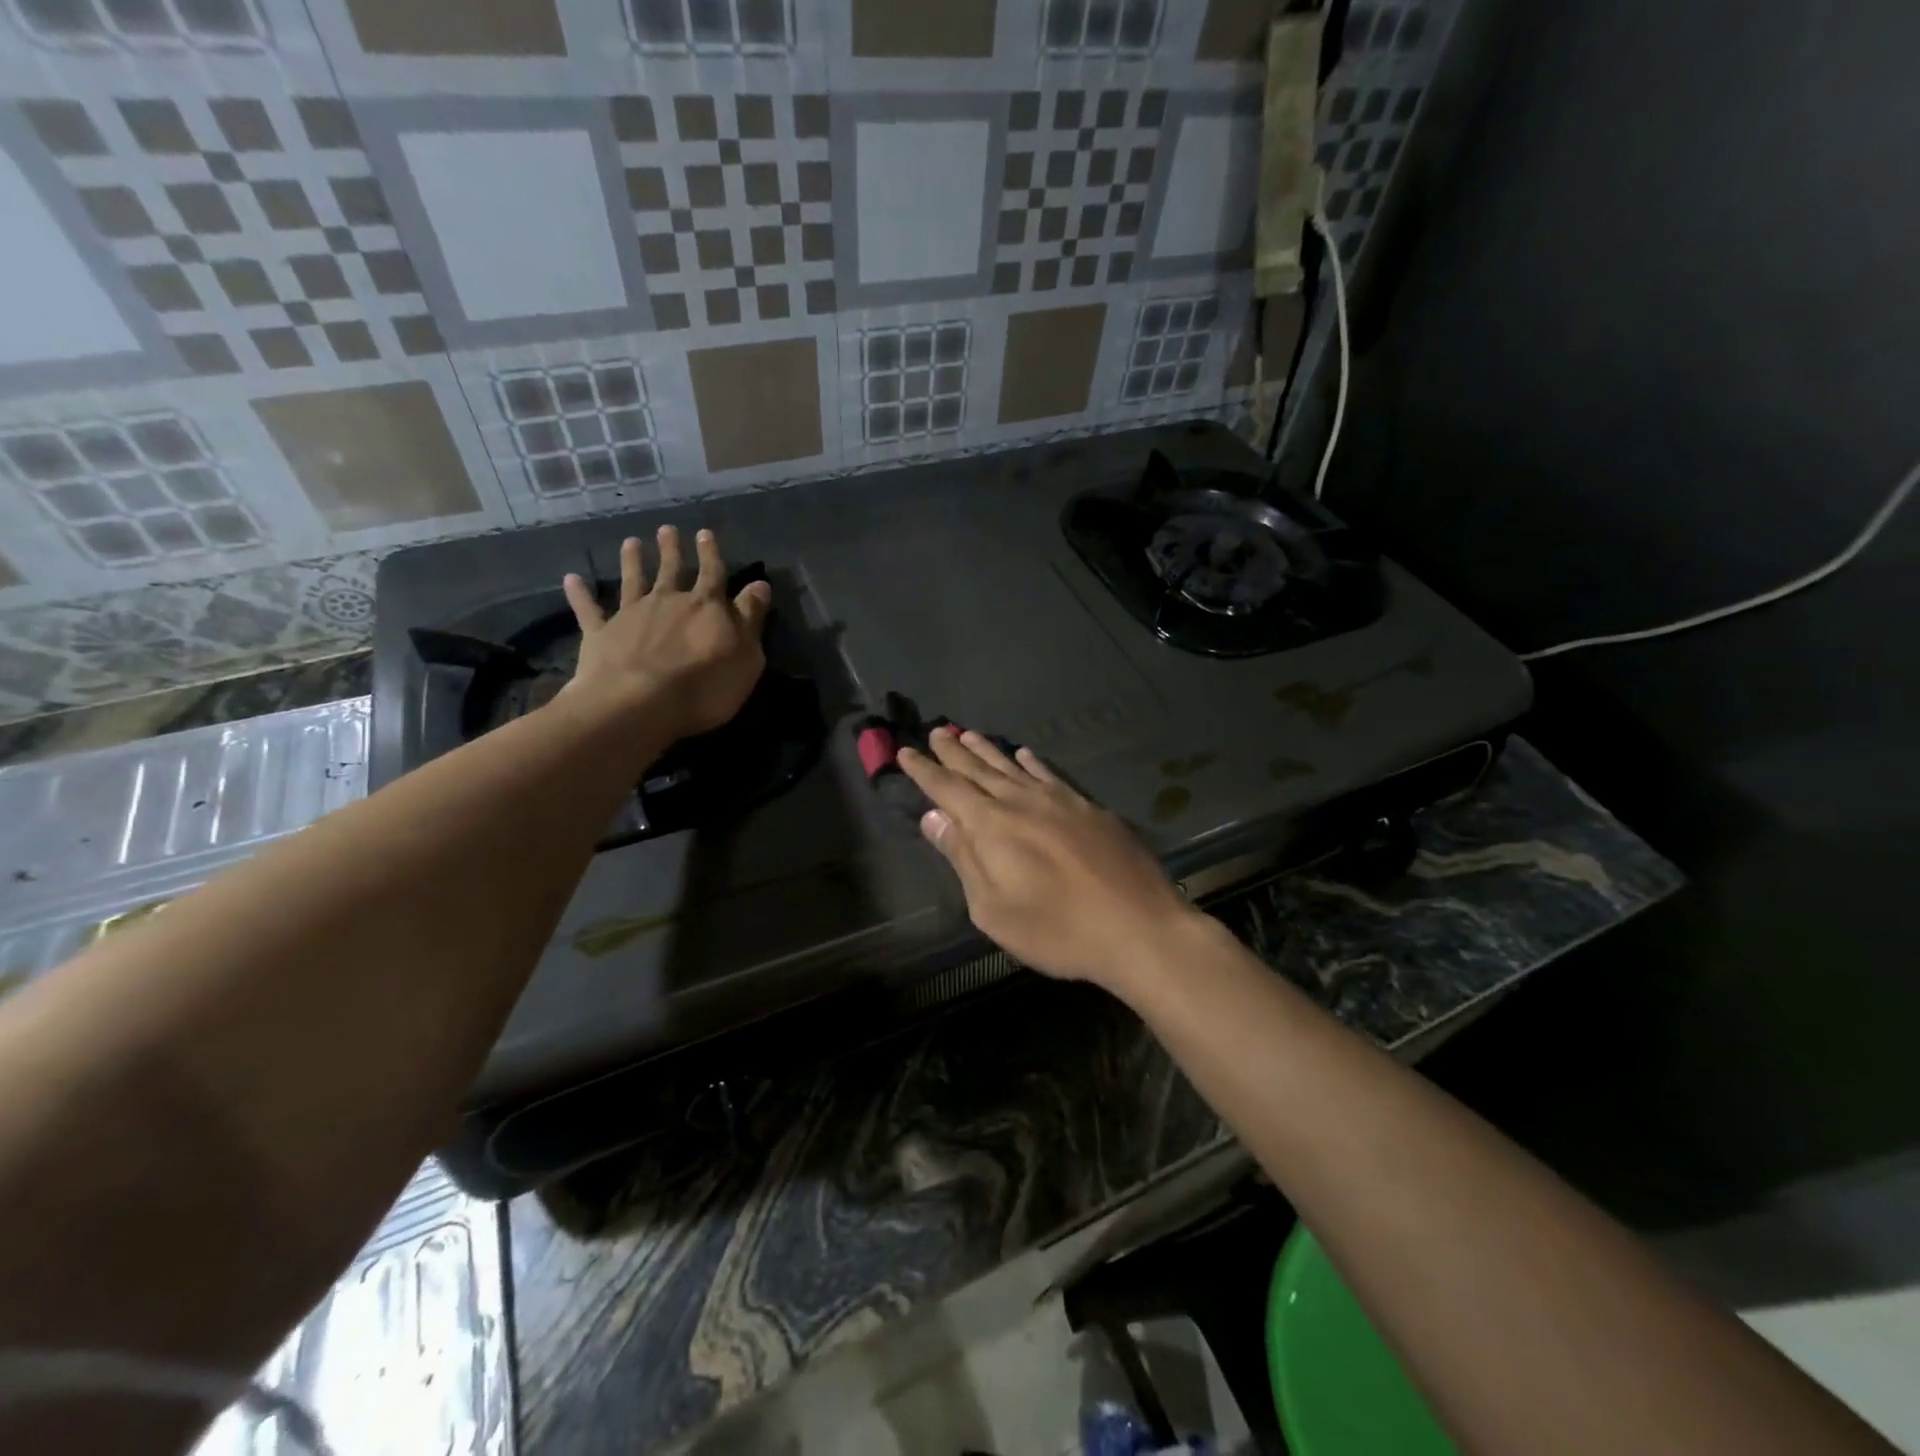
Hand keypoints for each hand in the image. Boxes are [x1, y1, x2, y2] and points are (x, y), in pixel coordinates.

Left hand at [561, 525, 771, 741]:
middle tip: (666, 530)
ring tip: (630, 543)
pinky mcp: (601, 634)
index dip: (711, 554)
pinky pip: (589, 609)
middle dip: (671, 550)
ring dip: (632, 561)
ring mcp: (631, 615)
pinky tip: (571, 579)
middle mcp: (668, 601)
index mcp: (706, 606)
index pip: (713, 573)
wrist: (640, 703)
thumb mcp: (746, 655)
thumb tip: (760, 584)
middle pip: (671, 570)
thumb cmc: (705, 686)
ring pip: (633, 581)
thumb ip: (751, 618)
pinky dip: (580, 594)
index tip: (705, 533)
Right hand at [898, 729, 1207, 988]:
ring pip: (1013, 766)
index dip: (924, 770)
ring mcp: (1059, 801)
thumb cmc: (1057, 929)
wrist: (1138, 927)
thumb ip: (963, 858)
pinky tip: (1025, 755)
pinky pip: (1050, 775)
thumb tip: (934, 817)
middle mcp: (1022, 802)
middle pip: (979, 769)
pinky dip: (1032, 763)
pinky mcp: (1089, 808)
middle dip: (953, 751)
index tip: (906, 750)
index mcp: (992, 826)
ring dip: (988, 750)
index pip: (948, 789)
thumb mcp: (994, 908)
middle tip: (936, 730)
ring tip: (968, 734)